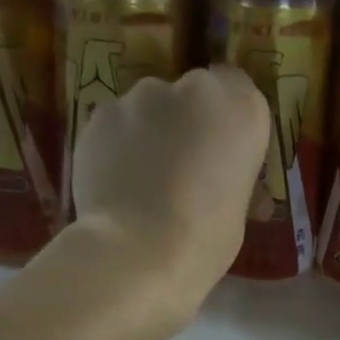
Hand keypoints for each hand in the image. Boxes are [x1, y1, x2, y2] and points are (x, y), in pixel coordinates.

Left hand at [67, 66, 268, 310]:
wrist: (139, 252)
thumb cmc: (207, 239)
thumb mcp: (238, 209)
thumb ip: (229, 175)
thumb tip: (222, 180)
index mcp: (240, 109)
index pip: (237, 87)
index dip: (227, 118)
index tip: (223, 149)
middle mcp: (192, 88)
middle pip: (191, 96)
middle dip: (188, 123)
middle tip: (184, 168)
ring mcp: (139, 98)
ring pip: (148, 109)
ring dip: (149, 133)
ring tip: (143, 180)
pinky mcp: (99, 117)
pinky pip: (115, 128)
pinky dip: (117, 147)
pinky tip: (116, 184)